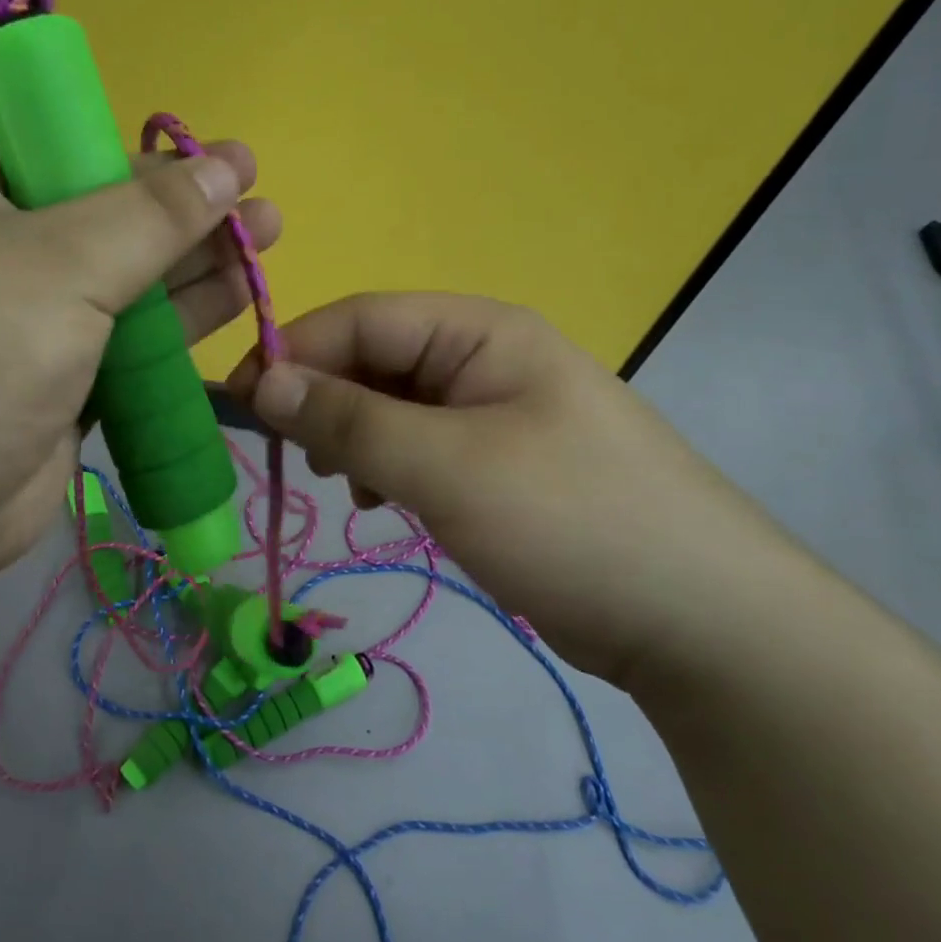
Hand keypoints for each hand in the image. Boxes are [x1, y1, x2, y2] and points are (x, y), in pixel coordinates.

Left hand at [0, 89, 280, 582]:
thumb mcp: (62, 265)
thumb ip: (151, 215)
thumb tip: (228, 167)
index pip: (27, 114)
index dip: (96, 110)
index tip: (165, 123)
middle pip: (97, 192)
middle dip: (175, 191)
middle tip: (251, 185)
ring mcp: (33, 308)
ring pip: (127, 264)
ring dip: (195, 251)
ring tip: (267, 230)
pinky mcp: (66, 368)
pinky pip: (135, 327)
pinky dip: (184, 312)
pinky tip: (241, 292)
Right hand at [226, 293, 816, 686]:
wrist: (702, 622)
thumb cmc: (570, 520)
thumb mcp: (445, 465)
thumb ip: (348, 419)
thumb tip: (261, 381)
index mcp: (480, 331)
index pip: (362, 319)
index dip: (294, 352)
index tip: (239, 402)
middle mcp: (484, 359)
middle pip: (374, 360)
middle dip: (323, 400)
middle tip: (291, 455)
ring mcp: (493, 412)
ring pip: (390, 406)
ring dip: (352, 437)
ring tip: (343, 484)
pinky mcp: (497, 463)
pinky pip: (417, 445)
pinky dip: (385, 467)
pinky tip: (378, 501)